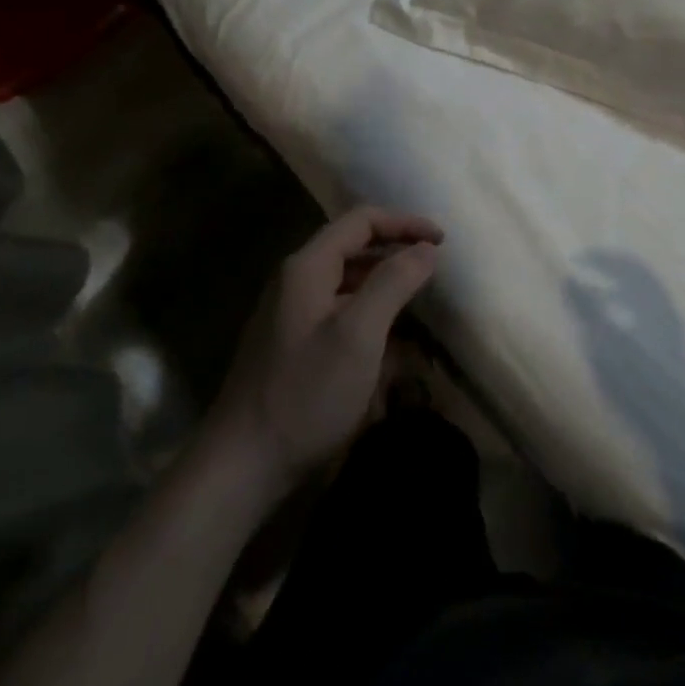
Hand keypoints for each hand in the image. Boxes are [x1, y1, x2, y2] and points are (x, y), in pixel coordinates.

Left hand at [207, 207, 442, 500]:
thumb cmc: (305, 393)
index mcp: (307, 266)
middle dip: (396, 253)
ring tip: (420, 306)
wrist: (242, 465)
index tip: (442, 241)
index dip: (404, 223)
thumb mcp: (359, 333)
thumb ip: (394, 282)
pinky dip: (369, 318)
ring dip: (385, 288)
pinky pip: (340, 315)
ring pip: (348, 284)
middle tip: (435, 270)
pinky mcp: (293, 346)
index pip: (362, 220)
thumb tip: (426, 248)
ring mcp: (291, 315)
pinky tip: (392, 347)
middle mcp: (296, 281)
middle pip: (354, 248)